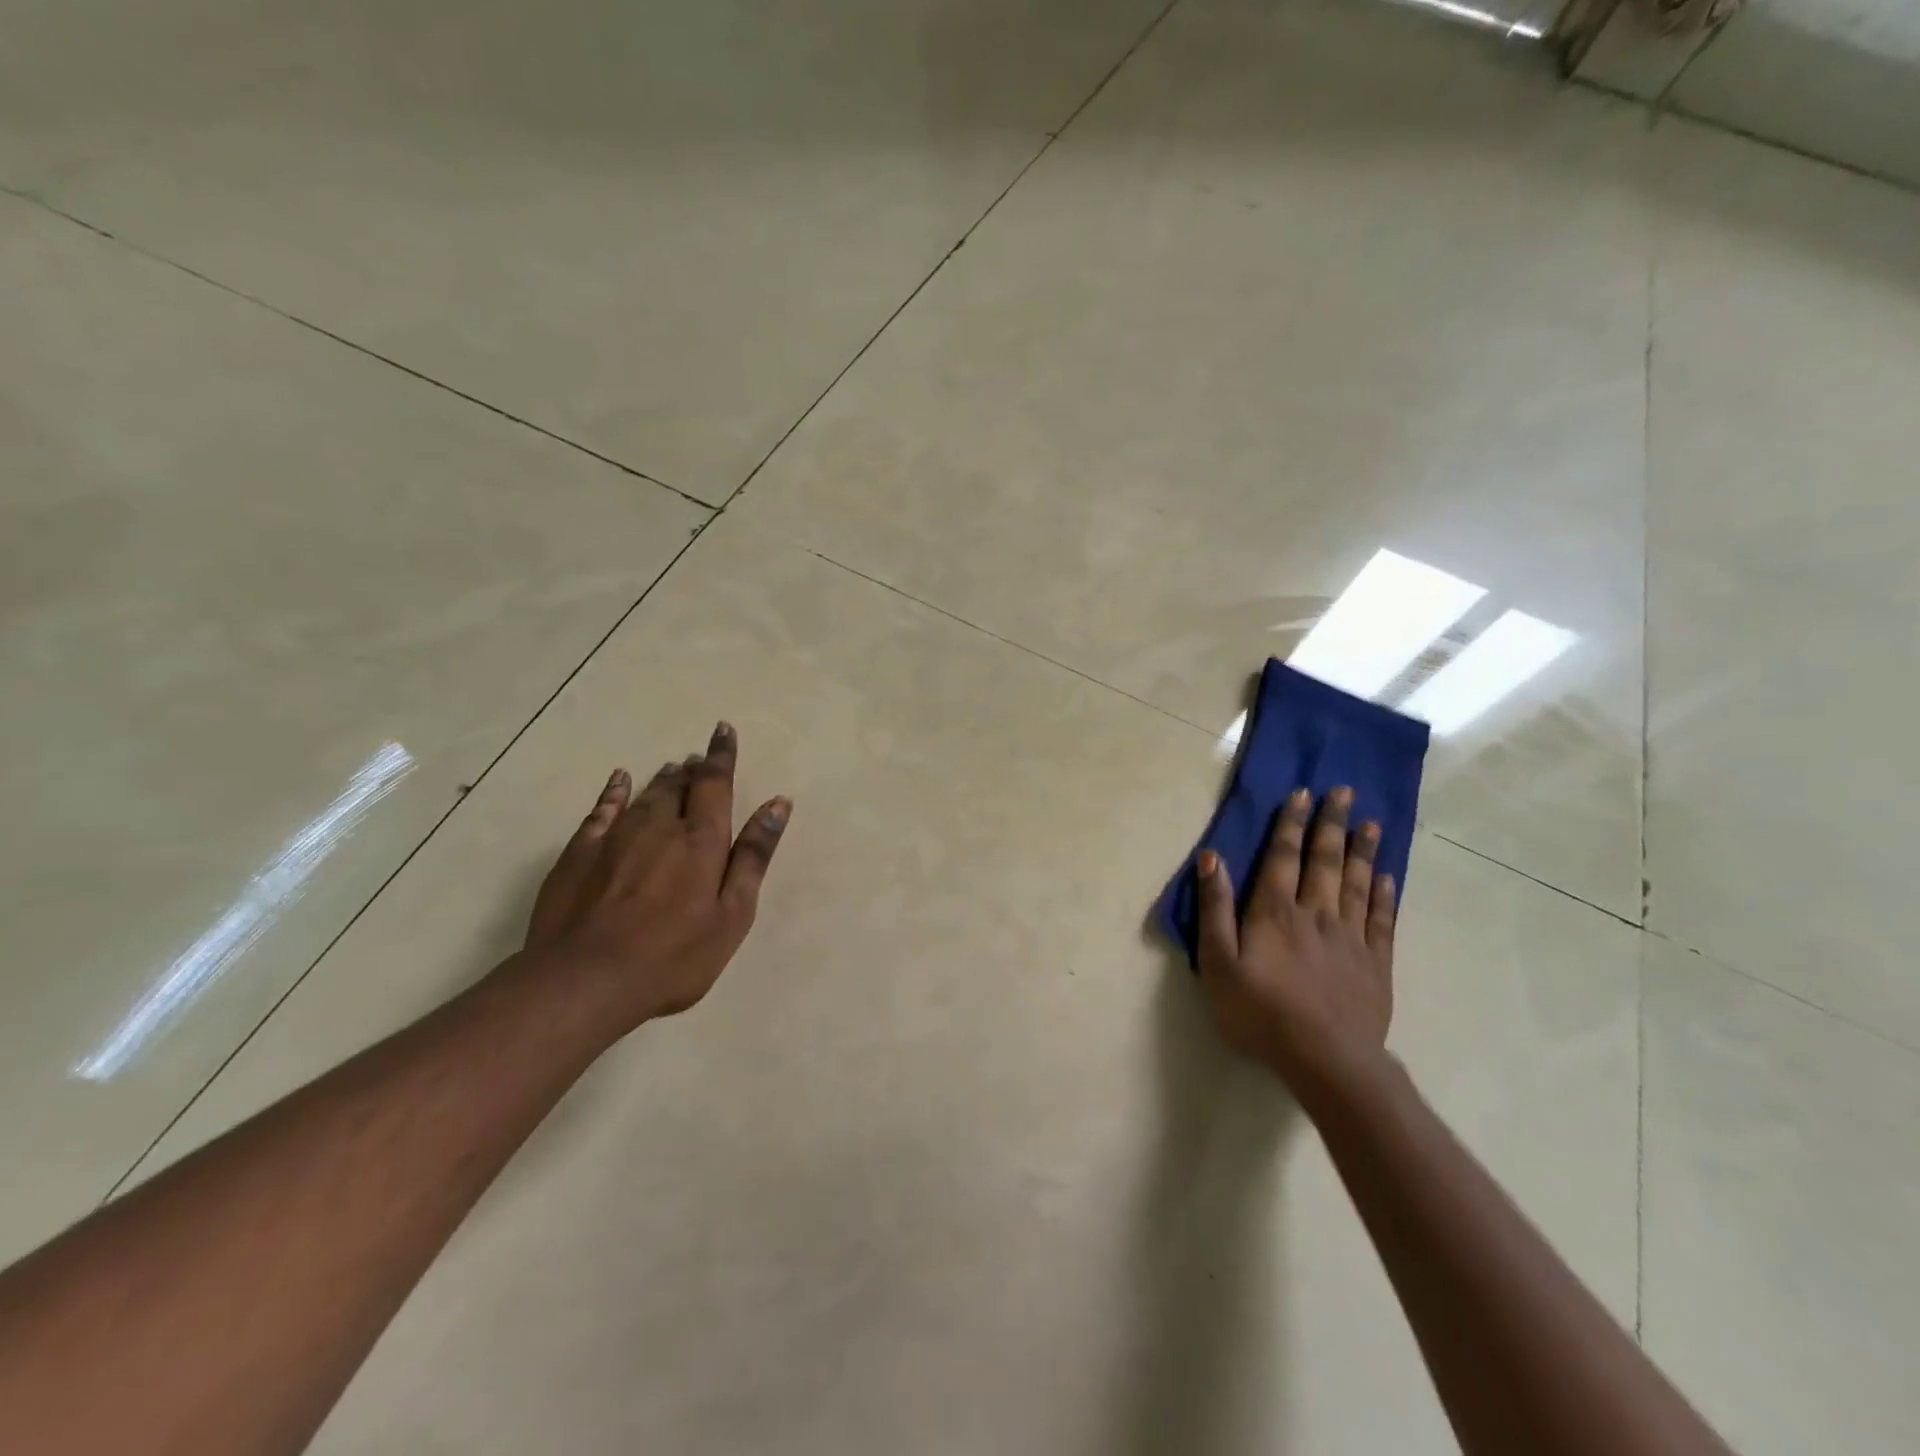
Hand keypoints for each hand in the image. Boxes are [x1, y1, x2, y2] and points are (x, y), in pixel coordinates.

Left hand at [524, 721, 789, 1031]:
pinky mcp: (580, 853)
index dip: (721, 755)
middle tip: (699, 759)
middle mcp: (660, 826)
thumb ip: (754, 856)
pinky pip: (602, 809)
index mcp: (702, 840)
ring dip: (662, 779)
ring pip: (645, 794)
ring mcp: (616, 837)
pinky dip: (614, 791)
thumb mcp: (732, 914)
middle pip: (680, 785)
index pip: (715, 783)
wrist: (583, 981)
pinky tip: (619, 781)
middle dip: (693, 769)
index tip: (723, 730)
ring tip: (672, 769)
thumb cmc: (673, 956)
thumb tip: (778, 804)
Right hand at [1194, 785, 1397, 1098]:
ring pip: (1358, 883)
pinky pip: (1382, 919)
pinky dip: (1385, 895)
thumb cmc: (1260, 1012)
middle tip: (1344, 792)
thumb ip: (1214, 908)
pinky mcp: (1375, 963)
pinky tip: (1387, 877)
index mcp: (1275, 911)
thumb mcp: (1218, 962)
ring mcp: (1351, 937)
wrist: (1326, 1060)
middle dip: (1332, 824)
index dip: (1291, 823)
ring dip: (1363, 850)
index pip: (1283, 856)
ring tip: (1371, 823)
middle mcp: (1316, 913)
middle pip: (1325, 860)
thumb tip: (1212, 858)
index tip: (1302, 794)